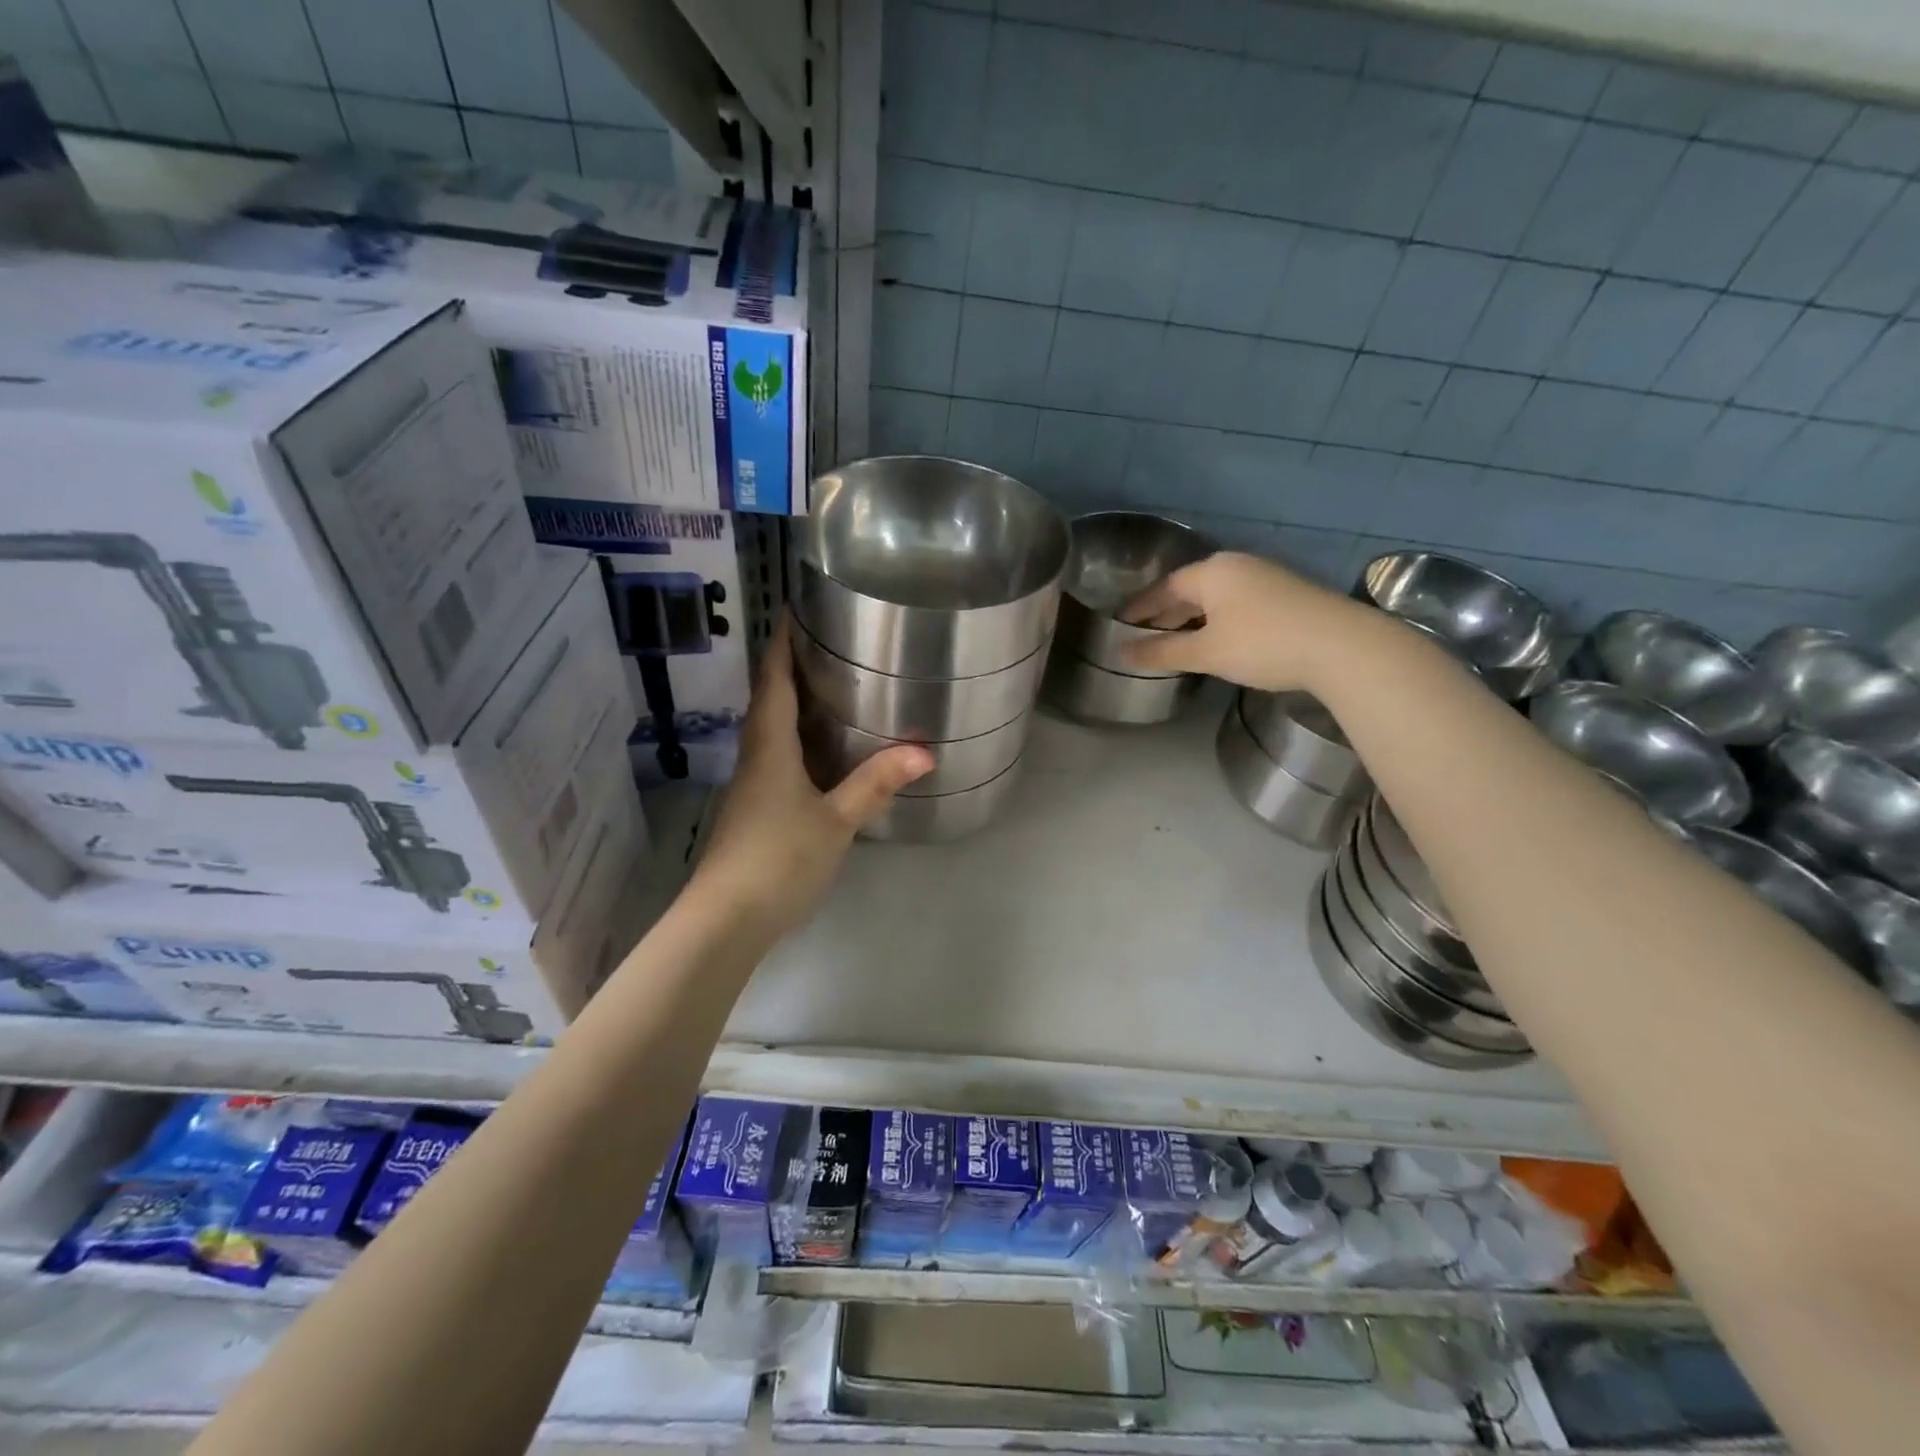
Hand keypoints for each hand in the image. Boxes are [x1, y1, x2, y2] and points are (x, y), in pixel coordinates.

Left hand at [689, 615, 931, 935]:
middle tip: (828, 644)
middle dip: (790, 668)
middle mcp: (755, 757)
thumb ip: (876, 784)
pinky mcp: (756, 810)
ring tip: (830, 687)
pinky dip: (796, 739)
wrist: (726, 919)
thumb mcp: (836, 820)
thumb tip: (924, 751)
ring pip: (771, 730)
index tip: (795, 610)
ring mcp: (752, 786)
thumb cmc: (779, 858)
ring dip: (792, 703)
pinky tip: (822, 751)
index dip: (781, 643)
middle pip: (768, 700)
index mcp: (770, 746)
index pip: (772, 680)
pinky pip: (776, 758)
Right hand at [1117, 552, 1378, 690]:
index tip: (1121, 624)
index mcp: (1212, 572)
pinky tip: (1217, 639)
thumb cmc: (1263, 644)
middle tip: (1144, 635)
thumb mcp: (1206, 652)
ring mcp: (1266, 577)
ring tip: (1176, 641)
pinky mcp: (1287, 594)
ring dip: (1193, 618)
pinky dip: (1218, 620)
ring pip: (1216, 597)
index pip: (1164, 587)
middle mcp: (1237, 566)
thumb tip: (1121, 652)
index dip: (1140, 607)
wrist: (1343, 647)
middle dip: (1166, 613)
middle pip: (1190, 589)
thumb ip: (1161, 651)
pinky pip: (1238, 603)